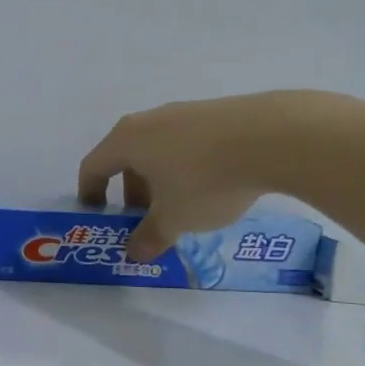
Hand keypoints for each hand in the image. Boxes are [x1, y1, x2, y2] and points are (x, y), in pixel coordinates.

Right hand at [77, 91, 348, 260]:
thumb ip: (150, 237)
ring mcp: (184, 113)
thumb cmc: (206, 179)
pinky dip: (187, 167)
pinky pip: (188, 144)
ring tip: (181, 207)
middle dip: (131, 192)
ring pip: (159, 150)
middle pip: (126, 158)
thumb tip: (135, 253)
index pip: (93, 166)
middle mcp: (149, 121)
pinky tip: (213, 188)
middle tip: (145, 220)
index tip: (97, 216)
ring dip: (160, 180)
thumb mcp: (175, 219)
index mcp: (127, 141)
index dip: (90, 193)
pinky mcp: (217, 113)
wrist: (274, 137)